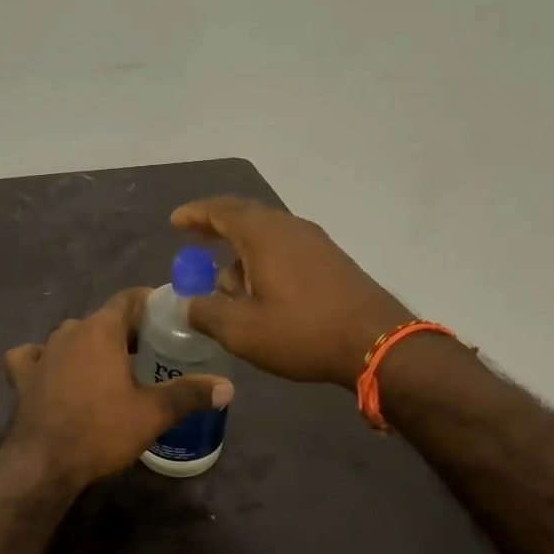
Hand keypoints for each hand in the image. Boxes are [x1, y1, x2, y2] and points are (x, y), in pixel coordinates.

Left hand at [0, 288, 233, 489]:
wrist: (44, 463)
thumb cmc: (101, 430)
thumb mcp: (153, 413)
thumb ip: (190, 394)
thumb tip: (228, 386)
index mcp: (101, 330)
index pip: (128, 299)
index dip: (149, 302)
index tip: (166, 315)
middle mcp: (69, 331)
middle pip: (102, 319)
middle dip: (125, 331)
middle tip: (149, 350)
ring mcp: (42, 352)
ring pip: (71, 337)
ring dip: (90, 346)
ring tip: (110, 367)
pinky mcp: (22, 376)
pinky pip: (33, 356)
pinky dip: (45, 360)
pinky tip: (53, 372)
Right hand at [171, 197, 412, 388]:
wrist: (378, 343)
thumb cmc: (303, 332)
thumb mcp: (242, 331)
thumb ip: (206, 313)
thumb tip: (188, 304)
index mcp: (263, 235)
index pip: (221, 210)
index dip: (195, 214)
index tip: (175, 222)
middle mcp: (289, 228)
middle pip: (245, 215)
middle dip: (216, 227)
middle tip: (195, 240)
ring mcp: (315, 242)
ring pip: (267, 233)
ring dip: (241, 249)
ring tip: (227, 282)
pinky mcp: (331, 260)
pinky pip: (285, 247)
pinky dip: (263, 258)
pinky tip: (262, 289)